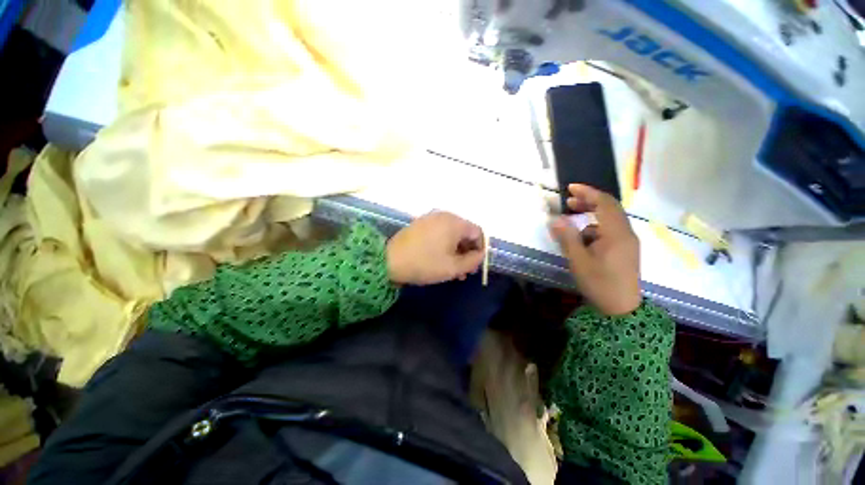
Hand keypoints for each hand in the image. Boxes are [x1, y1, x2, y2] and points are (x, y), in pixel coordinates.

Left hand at [386, 211, 484, 284]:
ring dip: (456, 251)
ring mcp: (430, 218)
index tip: (474, 266)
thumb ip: (473, 261)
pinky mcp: (420, 224)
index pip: (477, 232)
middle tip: (464, 271)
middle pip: (464, 232)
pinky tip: (440, 260)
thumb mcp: (453, 267)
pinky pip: (439, 233)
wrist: (389, 260)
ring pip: (451, 234)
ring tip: (453, 270)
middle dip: (467, 252)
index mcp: (454, 222)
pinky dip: (444, 245)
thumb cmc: (425, 263)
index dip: (479, 250)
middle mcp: (444, 215)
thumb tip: (480, 254)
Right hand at [549, 184, 640, 314]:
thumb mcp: (578, 260)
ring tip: (572, 224)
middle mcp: (626, 233)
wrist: (621, 308)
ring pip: (609, 220)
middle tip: (568, 202)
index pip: (605, 203)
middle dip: (589, 202)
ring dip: (590, 217)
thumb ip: (567, 237)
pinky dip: (595, 230)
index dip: (588, 192)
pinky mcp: (625, 250)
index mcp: (617, 233)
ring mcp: (627, 242)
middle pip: (609, 208)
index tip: (570, 188)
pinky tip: (583, 242)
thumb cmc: (599, 283)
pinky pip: (609, 232)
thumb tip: (555, 219)